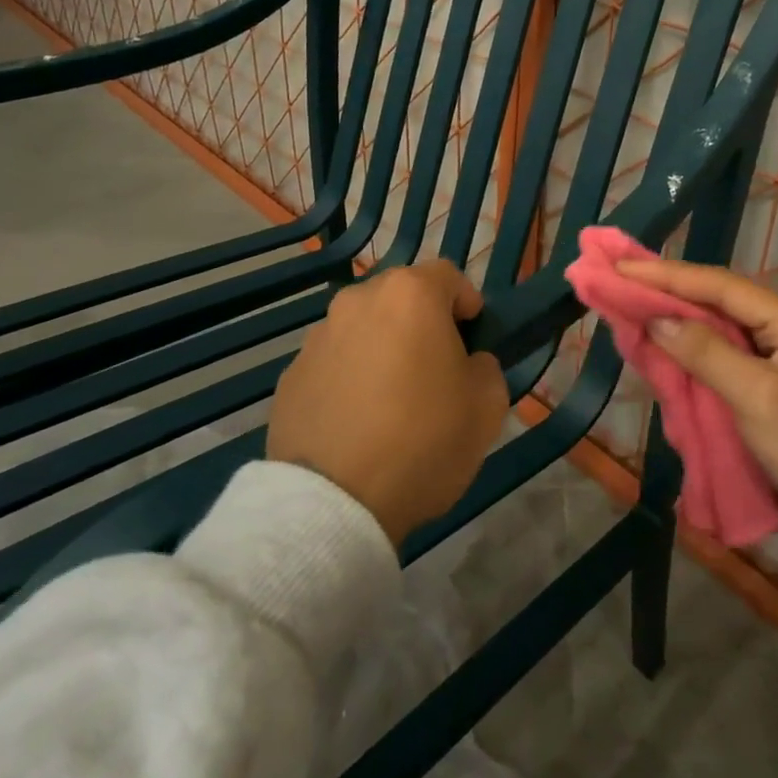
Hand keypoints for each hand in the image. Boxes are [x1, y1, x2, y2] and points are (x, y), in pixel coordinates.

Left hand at [268, 260, 507, 545]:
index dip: (466, 302)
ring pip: (364, 328)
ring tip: (391, 400)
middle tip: (435, 367)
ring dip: (382, 347)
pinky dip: (349, 377)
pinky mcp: (290, 374)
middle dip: (421, 322)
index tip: (473, 337)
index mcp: (409, 295)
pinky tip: (357, 422)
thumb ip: (486, 367)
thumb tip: (468, 363)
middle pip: (400, 298)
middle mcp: (358, 301)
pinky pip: (334, 363)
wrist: (335, 502)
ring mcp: (318, 337)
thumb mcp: (487, 406)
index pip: (448, 275)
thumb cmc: (423, 440)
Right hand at [616, 257, 777, 669]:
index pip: (719, 285)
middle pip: (718, 302)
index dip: (667, 275)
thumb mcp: (757, 397)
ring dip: (678, 323)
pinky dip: (693, 356)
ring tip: (632, 309)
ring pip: (719, 332)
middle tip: (619, 281)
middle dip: (668, 293)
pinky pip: (725, 361)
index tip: (620, 266)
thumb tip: (657, 319)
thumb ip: (705, 352)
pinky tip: (665, 351)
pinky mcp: (773, 392)